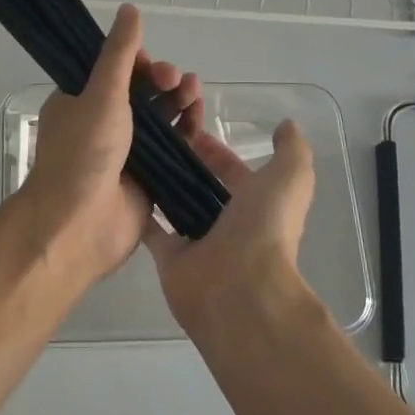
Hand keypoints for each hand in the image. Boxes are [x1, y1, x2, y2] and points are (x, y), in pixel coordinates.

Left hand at [16, 5, 202, 285]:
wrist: (79, 226)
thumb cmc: (83, 153)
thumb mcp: (101, 94)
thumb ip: (119, 54)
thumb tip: (130, 9)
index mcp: (79, 101)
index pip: (112, 70)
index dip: (136, 62)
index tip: (150, 63)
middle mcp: (101, 124)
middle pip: (140, 93)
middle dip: (161, 81)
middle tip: (177, 81)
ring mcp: (125, 153)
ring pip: (158, 119)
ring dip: (177, 101)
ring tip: (194, 91)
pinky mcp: (148, 178)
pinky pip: (171, 148)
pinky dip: (185, 132)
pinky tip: (199, 118)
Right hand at [143, 119, 316, 337]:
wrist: (239, 290)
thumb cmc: (265, 229)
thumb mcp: (289, 178)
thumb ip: (291, 150)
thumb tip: (286, 125)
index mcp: (257, 205)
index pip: (233, 171)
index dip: (215, 151)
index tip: (187, 127)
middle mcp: (228, 225)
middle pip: (202, 188)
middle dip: (184, 164)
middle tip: (155, 137)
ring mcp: (197, 243)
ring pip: (176, 206)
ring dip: (161, 184)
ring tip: (135, 153)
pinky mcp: (169, 258)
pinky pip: (152, 230)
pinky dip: (140, 212)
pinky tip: (123, 184)